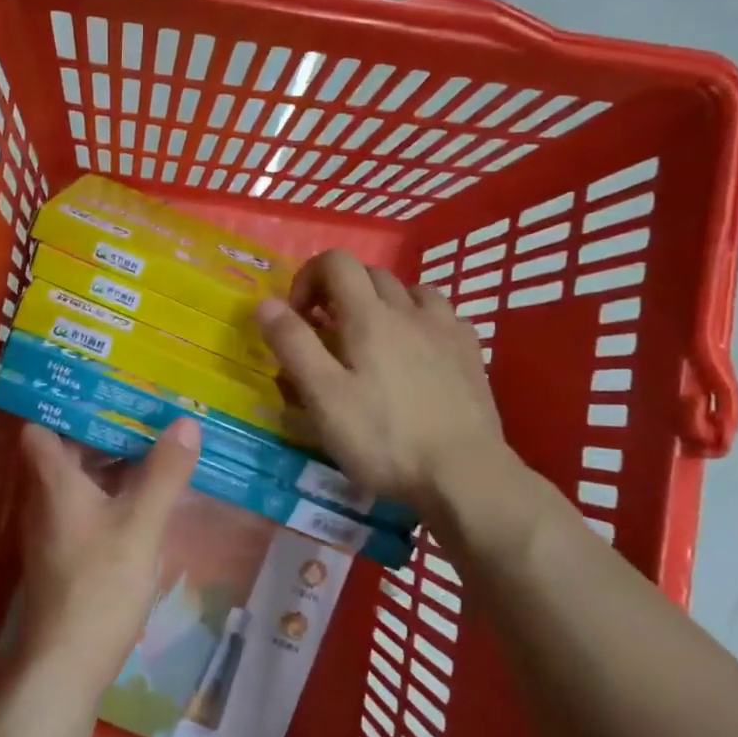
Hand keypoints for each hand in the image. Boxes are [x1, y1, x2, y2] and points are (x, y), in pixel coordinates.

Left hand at [14, 420, 199, 697]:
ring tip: (153, 442)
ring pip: (79, 479)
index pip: (40, 425)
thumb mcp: (140, 525)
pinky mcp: (65, 553)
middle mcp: (44, 497)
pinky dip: (112, 492)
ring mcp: (53, 527)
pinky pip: (88, 505)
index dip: (64, 402)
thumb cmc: (98, 585)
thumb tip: (186, 422)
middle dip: (102, 427)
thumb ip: (164, 474)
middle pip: (66, 449)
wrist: (65, 665)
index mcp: (53, 480)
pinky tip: (146, 495)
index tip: (100, 383)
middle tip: (142, 406)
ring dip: (110, 461)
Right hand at [257, 250, 515, 512]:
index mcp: (369, 316)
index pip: (336, 262)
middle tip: (326, 334)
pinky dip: (419, 319)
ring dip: (382, 302)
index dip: (308, 277)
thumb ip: (293, 344)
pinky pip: (442, 315)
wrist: (465, 475)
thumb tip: (266, 303)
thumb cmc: (383, 439)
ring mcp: (446, 329)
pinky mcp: (471, 353)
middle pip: (370, 274)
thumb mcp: (323, 397)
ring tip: (371, 340)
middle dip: (340, 291)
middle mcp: (409, 310)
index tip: (298, 317)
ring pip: (409, 290)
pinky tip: (416, 351)